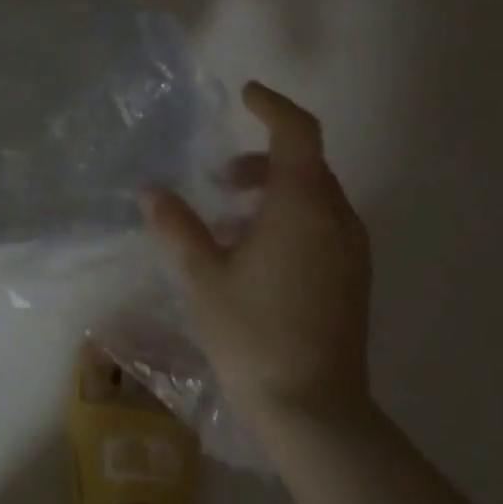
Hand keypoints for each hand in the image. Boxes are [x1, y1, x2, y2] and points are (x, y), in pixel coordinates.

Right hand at [142, 82, 372, 429]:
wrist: (313, 409)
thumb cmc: (252, 331)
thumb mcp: (201, 274)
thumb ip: (176, 224)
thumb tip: (151, 191)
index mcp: (303, 207)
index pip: (298, 134)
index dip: (273, 107)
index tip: (245, 94)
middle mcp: (337, 220)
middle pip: (306, 164)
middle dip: (262, 160)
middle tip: (217, 179)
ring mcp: (350, 251)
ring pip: (314, 196)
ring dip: (273, 191)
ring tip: (226, 219)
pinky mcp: (351, 277)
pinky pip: (321, 224)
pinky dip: (287, 217)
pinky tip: (250, 251)